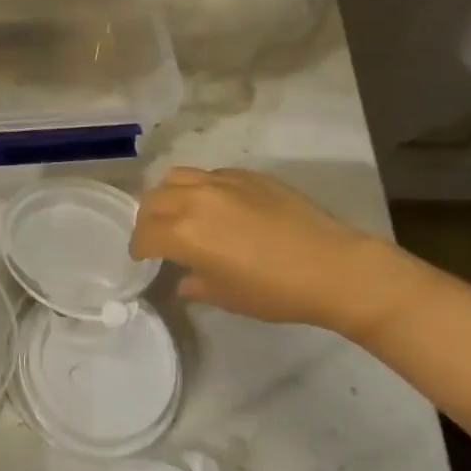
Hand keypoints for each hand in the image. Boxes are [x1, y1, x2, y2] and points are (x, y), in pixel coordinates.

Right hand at [130, 166, 411, 335]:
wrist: (331, 265)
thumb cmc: (275, 291)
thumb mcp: (228, 297)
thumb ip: (195, 284)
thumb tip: (182, 280)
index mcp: (184, 232)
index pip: (144, 233)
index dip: (139, 248)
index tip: (142, 258)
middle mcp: (194, 198)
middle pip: (153, 199)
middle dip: (148, 219)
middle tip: (157, 237)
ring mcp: (220, 180)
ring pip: (176, 177)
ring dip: (168, 195)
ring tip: (179, 213)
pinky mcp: (244, 173)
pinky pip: (208, 174)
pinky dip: (199, 188)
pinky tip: (216, 206)